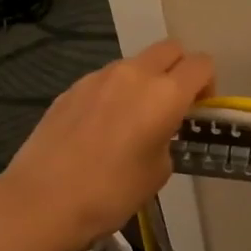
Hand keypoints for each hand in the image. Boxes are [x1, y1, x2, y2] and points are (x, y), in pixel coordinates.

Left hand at [0, 40, 213, 250]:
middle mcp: (134, 74)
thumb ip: (168, 139)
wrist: (42, 201)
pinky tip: (102, 128)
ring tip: (134, 120)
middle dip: (180, 70)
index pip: (201, 65)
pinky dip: (116, 93)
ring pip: (136, 63)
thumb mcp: (159, 171)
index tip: (199, 111)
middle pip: (170, 49)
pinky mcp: (71, 88)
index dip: (208, 85)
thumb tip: (158, 132)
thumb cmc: (111, 192)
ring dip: (146, 81)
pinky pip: (106, 80)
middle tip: (174, 105)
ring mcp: (98, 77)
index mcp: (165, 94)